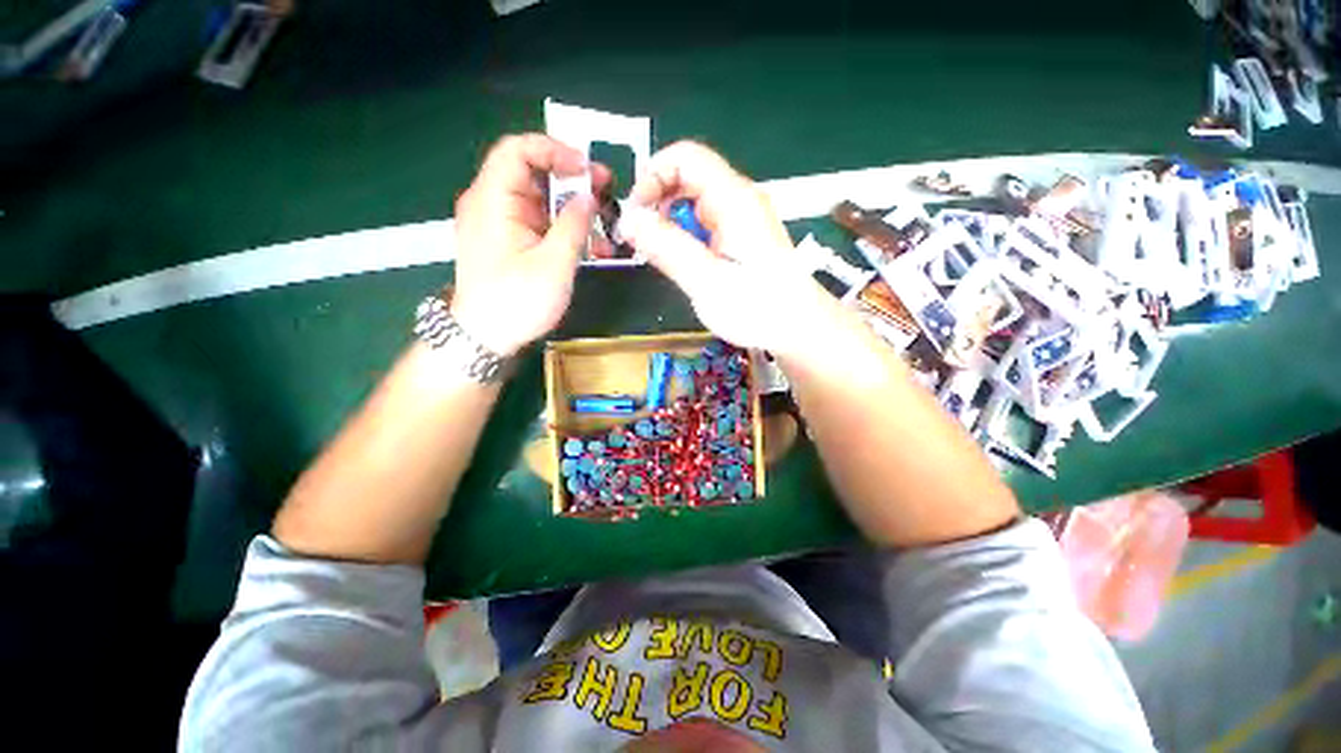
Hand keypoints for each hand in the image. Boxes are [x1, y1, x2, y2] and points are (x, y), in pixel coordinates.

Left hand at [450, 134, 608, 356]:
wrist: (485, 338)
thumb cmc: (516, 302)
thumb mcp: (553, 264)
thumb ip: (573, 225)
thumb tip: (587, 196)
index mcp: (493, 201)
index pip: (517, 150)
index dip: (554, 150)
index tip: (587, 168)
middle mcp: (492, 204)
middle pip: (532, 173)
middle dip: (572, 180)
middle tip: (605, 191)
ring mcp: (501, 224)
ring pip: (541, 201)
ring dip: (574, 209)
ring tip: (605, 225)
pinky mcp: (510, 242)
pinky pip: (540, 224)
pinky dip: (564, 229)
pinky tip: (590, 246)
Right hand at [622, 141, 834, 355]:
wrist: (799, 329)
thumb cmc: (758, 308)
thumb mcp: (706, 281)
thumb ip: (666, 248)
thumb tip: (628, 220)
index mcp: (734, 200)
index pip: (685, 157)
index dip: (653, 176)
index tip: (636, 215)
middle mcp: (739, 200)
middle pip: (688, 178)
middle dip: (658, 204)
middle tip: (644, 243)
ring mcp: (742, 219)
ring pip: (693, 204)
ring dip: (670, 226)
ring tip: (665, 259)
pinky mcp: (741, 239)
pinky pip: (704, 225)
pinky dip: (686, 240)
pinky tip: (686, 266)